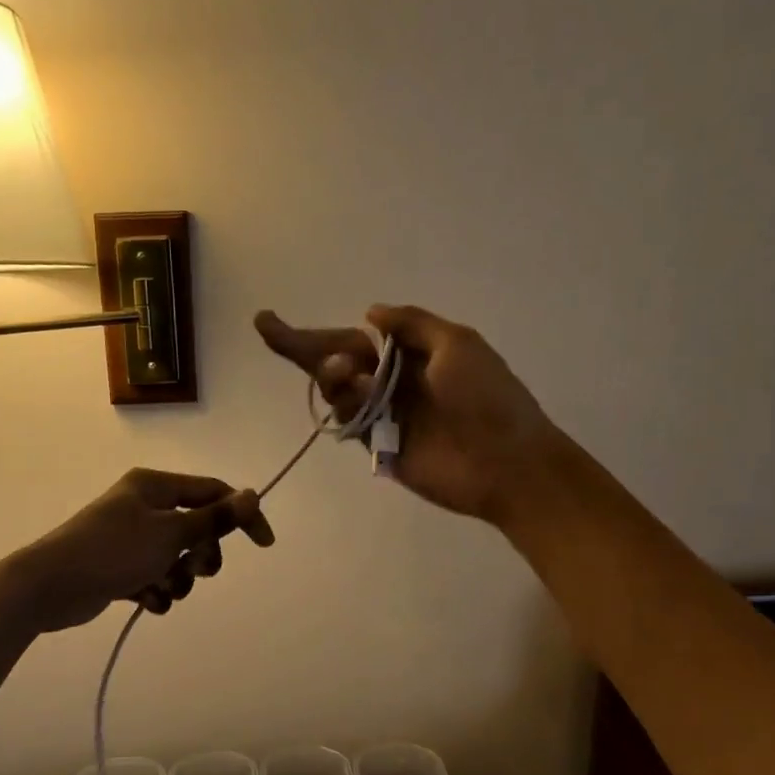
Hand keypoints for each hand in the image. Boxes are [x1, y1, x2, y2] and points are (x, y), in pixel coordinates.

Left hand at [1, 469, 273, 632]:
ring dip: (180, 577)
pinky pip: (154, 576)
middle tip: (197, 571)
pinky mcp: (119, 566)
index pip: (213, 492)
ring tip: (164, 589)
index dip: (241, 515)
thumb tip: (253, 494)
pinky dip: (157, 590)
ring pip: (177, 557)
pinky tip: (147, 601)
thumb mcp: (170, 534)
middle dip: (203, 554)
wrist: (48, 586)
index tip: (264, 544)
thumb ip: (214, 519)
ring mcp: (130, 537)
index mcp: (155, 486)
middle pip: (196, 527)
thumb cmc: (112, 551)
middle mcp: (144, 505)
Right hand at [255, 304, 564, 523]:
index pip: (354, 337)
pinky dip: (344, 405)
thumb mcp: (456, 343)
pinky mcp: (380, 446)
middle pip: (337, 361)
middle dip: (303, 346)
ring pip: (338, 389)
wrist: (506, 462)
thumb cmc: (487, 396)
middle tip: (268, 328)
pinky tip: (358, 395)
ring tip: (348, 371)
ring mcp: (385, 414)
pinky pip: (348, 421)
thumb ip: (411, 324)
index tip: (271, 322)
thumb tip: (370, 312)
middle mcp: (394, 380)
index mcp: (413, 352)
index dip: (316, 331)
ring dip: (332, 373)